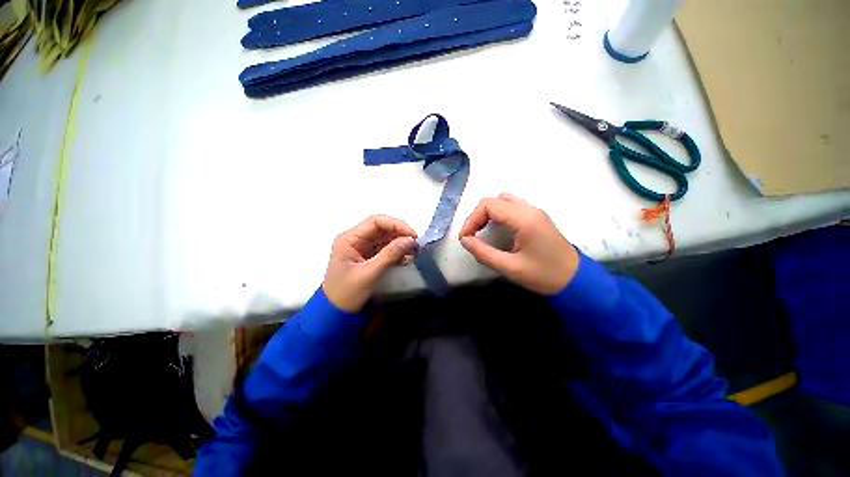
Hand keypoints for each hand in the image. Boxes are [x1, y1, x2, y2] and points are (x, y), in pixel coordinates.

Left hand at [323, 215, 417, 311]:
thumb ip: (390, 255)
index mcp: (349, 239)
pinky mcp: (365, 259)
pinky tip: (405, 259)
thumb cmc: (347, 293)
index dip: (396, 225)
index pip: (375, 222)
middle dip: (399, 235)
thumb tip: (410, 240)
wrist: (335, 313)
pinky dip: (394, 253)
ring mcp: (359, 249)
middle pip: (380, 229)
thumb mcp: (369, 273)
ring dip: (398, 244)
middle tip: (415, 245)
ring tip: (413, 253)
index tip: (413, 236)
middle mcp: (353, 240)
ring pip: (383, 239)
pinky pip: (382, 250)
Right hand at [458, 193, 578, 294]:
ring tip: (484, 233)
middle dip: (480, 215)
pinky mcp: (540, 219)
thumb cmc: (544, 275)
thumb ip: (485, 253)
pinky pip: (516, 207)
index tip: (466, 239)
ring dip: (491, 213)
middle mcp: (530, 210)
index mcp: (524, 219)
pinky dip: (502, 215)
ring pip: (506, 200)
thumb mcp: (511, 268)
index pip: (489, 205)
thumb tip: (465, 241)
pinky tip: (500, 233)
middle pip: (496, 199)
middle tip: (473, 236)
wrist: (574, 279)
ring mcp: (536, 212)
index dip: (472, 219)